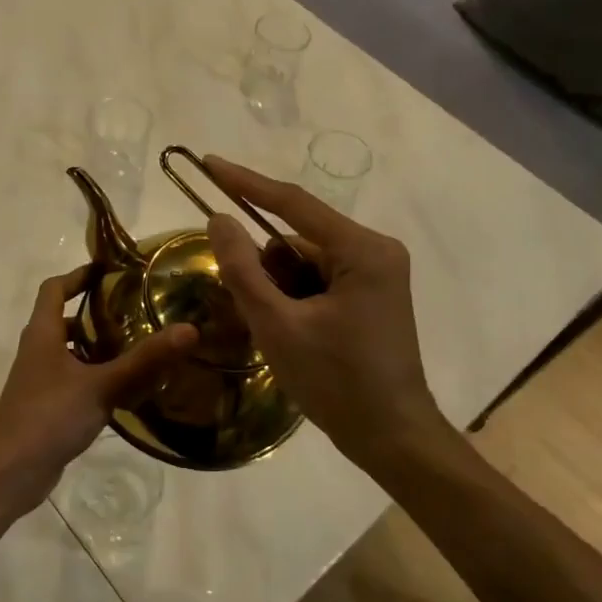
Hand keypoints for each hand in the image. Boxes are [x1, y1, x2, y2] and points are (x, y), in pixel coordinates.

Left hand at [0, 267, 197, 508]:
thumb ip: (144, 360)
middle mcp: (37, 351)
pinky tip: (123, 391)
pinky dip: (94, 378)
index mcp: (42, 333)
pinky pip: (73, 381)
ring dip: (96, 348)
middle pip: (62, 320)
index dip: (77, 275)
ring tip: (136, 348)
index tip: (107, 271)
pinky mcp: (45, 407)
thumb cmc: (49, 415)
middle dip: (94, 314)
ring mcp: (39, 381)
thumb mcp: (102, 385)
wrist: (9, 471)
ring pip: (69, 353)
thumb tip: (189, 330)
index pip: (54, 288)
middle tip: (133, 311)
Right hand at [202, 156, 443, 465]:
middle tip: (255, 313)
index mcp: (361, 250)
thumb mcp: (278, 326)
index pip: (293, 203)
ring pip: (305, 262)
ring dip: (280, 289)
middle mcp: (374, 250)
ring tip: (282, 335)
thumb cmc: (337, 382)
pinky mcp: (371, 293)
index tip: (208, 163)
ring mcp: (376, 272)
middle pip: (297, 239)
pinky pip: (319, 279)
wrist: (392, 438)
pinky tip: (295, 335)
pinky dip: (295, 298)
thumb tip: (219, 219)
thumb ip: (243, 269)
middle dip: (266, 269)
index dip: (246, 183)